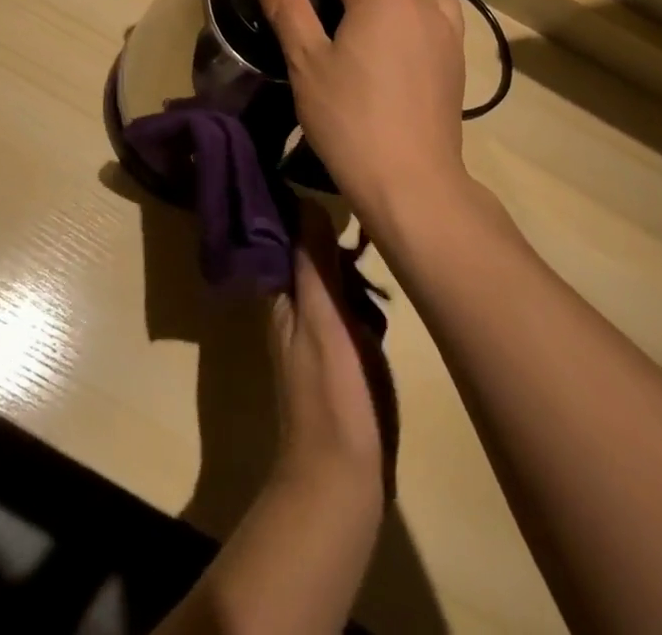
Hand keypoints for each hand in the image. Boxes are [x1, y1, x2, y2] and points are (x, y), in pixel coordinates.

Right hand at [255, 0, 467, 229]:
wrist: (410, 179)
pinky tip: (408, 32)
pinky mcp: (457, 61)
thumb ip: (289, 10)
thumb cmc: (348, 118)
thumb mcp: (307, 63)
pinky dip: (422, 7)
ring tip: (378, 0)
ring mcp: (444, 33)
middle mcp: (417, 5)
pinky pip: (442, 15)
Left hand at [271, 200, 396, 501]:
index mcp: (282, 298)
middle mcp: (293, 311)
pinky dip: (360, 296)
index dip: (302, 211)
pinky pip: (347, 310)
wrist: (342, 480)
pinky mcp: (340, 357)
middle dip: (333, 238)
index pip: (286, 238)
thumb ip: (314, 265)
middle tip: (366, 212)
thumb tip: (306, 202)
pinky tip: (379, 290)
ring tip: (377, 238)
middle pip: (310, 259)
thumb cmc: (331, 393)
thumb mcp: (322, 319)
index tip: (327, 180)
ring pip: (331, 284)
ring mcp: (317, 335)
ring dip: (349, 266)